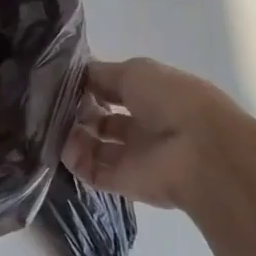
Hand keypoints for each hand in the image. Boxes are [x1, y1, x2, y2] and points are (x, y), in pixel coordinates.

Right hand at [62, 58, 255, 213]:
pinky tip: (63, 146)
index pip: (115, 89)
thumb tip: (79, 76)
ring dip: (73, 135)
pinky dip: (74, 160)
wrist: (201, 155)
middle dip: (79, 111)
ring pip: (94, 146)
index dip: (90, 84)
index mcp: (154, 96)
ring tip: (55, 124)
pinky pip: (91, 171)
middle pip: (104, 119)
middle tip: (54, 104)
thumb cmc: (172, 102)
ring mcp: (135, 156)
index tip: (63, 81)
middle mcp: (145, 125)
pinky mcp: (124, 183)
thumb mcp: (136, 72)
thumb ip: (103, 74)